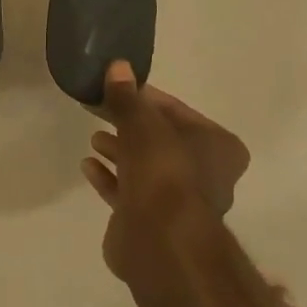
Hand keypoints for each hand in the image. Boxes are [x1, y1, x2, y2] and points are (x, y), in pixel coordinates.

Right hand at [81, 61, 249, 280]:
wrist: (160, 241)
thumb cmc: (162, 172)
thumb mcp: (142, 123)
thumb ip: (127, 96)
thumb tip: (117, 65)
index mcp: (218, 145)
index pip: (176, 110)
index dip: (143, 97)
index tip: (115, 88)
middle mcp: (206, 172)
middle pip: (159, 138)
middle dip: (129, 124)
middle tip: (98, 109)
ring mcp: (179, 201)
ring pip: (145, 166)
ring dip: (119, 150)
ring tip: (93, 137)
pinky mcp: (153, 222)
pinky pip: (129, 191)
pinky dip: (110, 178)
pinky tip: (88, 166)